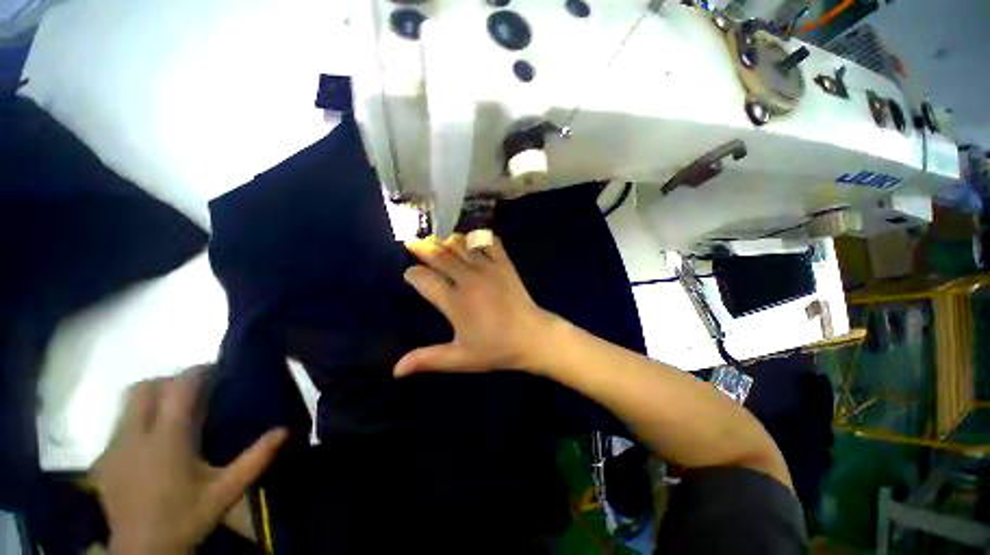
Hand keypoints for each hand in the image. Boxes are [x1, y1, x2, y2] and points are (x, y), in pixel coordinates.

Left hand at [91, 367, 287, 554]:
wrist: (143, 552)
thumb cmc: (187, 518)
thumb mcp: (227, 490)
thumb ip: (256, 458)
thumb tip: (285, 429)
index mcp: (166, 439)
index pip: (178, 388)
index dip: (197, 372)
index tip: (216, 369)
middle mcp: (135, 435)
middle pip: (146, 387)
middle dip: (170, 380)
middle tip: (196, 390)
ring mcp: (115, 447)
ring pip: (128, 403)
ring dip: (153, 397)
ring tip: (175, 411)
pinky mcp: (104, 460)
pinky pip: (120, 424)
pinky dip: (138, 418)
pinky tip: (154, 439)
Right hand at [395, 232, 557, 376]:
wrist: (532, 337)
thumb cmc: (496, 349)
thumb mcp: (460, 359)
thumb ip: (427, 359)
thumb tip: (395, 370)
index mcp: (454, 301)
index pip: (424, 280)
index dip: (412, 274)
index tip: (409, 274)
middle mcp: (468, 279)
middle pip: (439, 255)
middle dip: (422, 247)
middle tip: (412, 243)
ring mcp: (487, 268)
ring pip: (460, 244)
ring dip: (445, 240)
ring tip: (437, 240)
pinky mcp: (504, 263)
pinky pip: (488, 241)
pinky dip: (477, 237)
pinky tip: (470, 238)